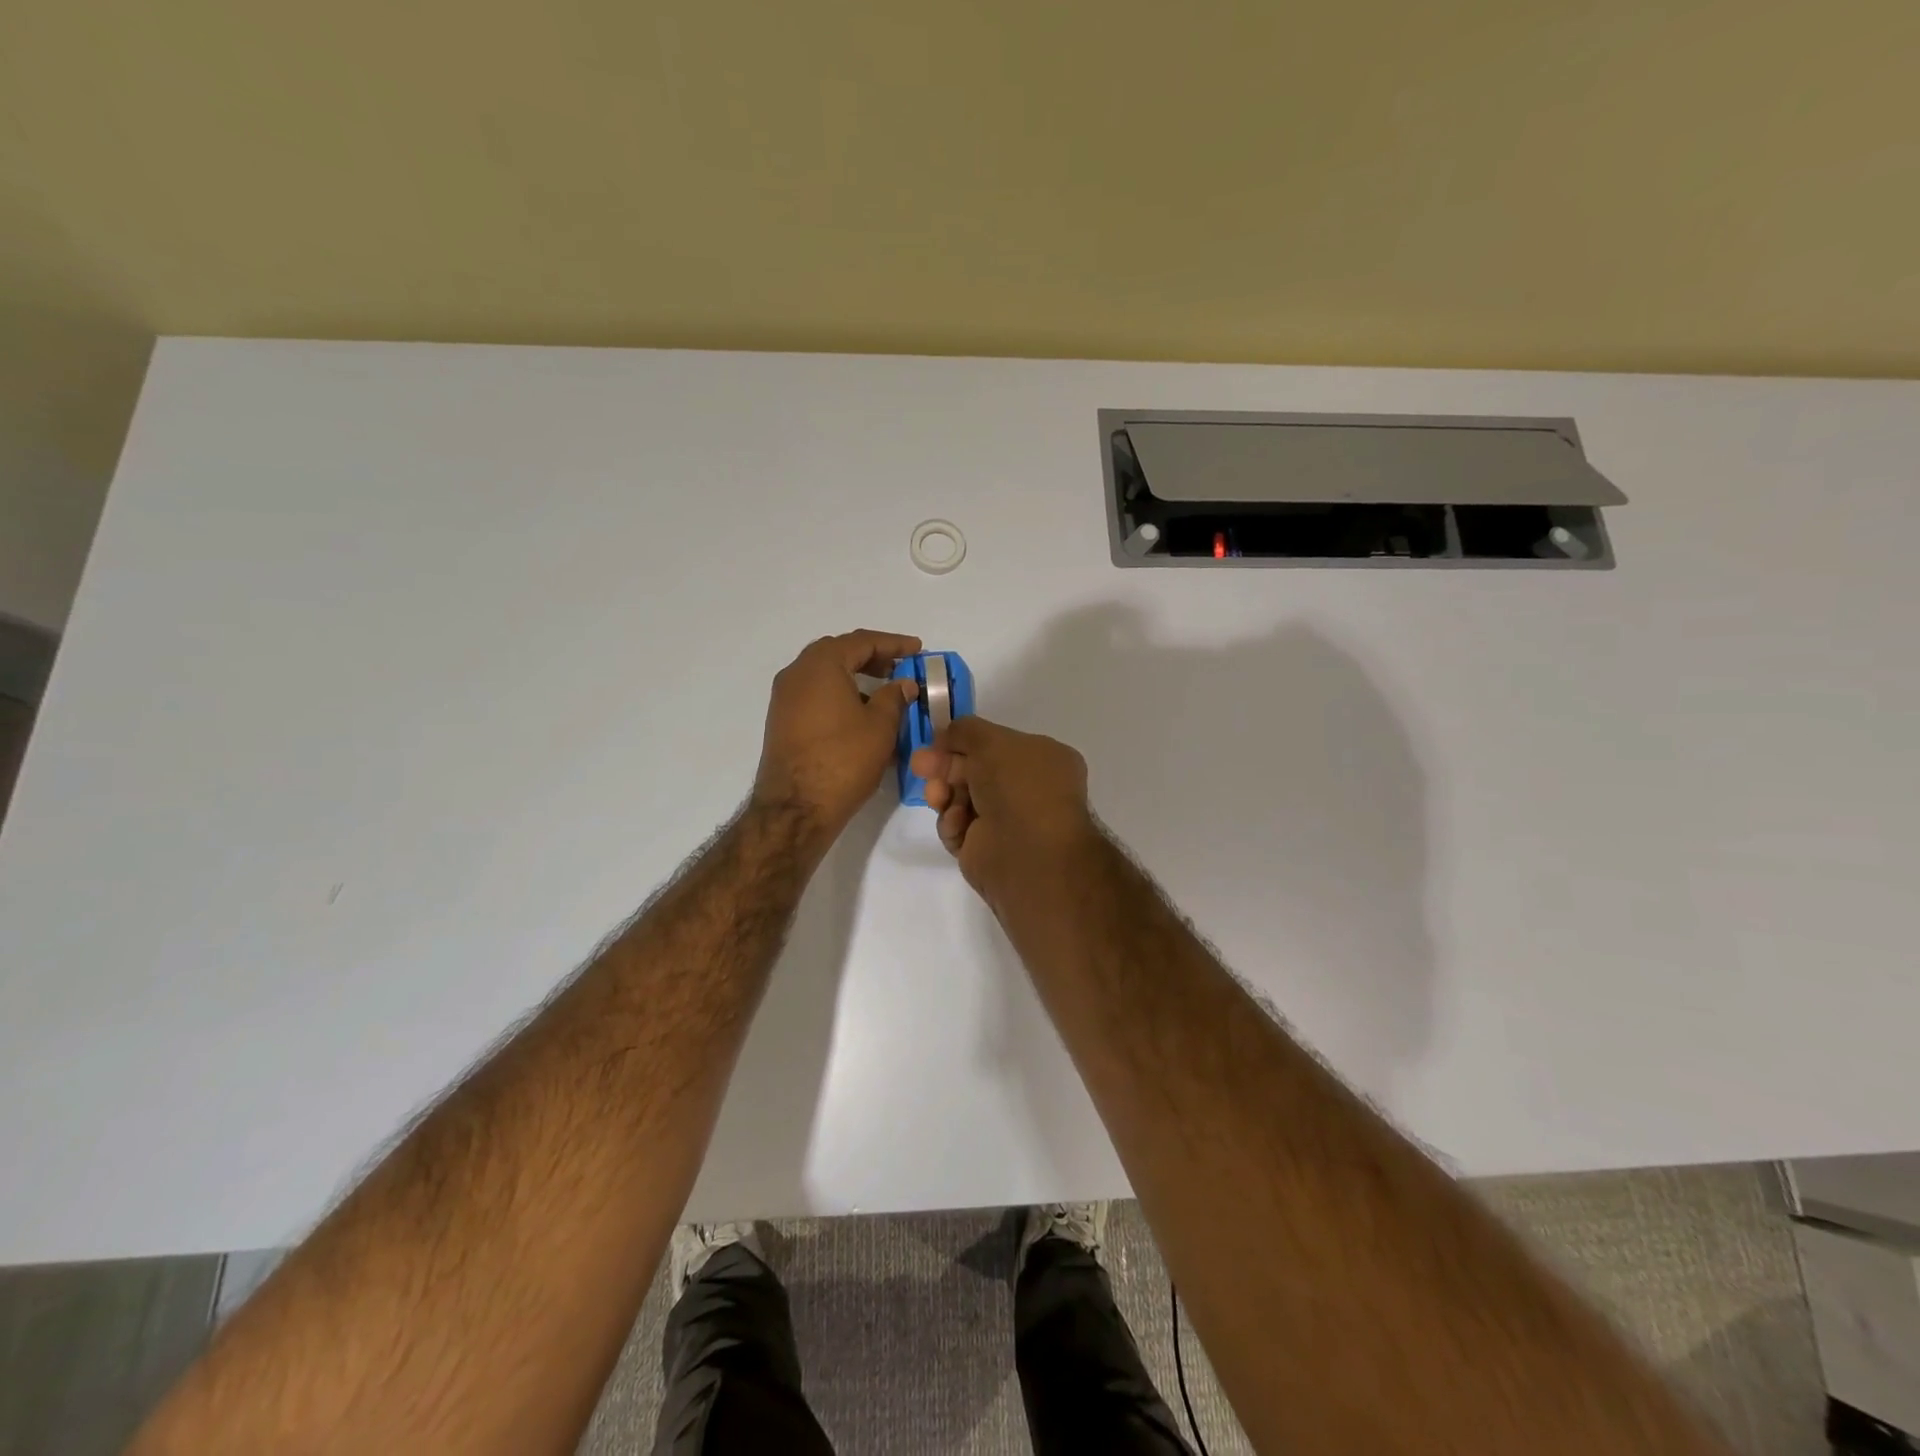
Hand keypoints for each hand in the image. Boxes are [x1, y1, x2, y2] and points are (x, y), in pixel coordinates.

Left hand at [753, 630, 921, 844]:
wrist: (796, 808)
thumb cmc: (844, 759)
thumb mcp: (880, 725)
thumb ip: (894, 697)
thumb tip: (902, 684)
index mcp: (821, 665)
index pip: (861, 641)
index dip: (894, 643)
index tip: (917, 649)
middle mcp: (796, 674)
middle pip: (839, 652)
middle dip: (871, 656)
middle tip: (899, 666)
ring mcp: (784, 698)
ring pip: (824, 675)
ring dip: (854, 677)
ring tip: (884, 692)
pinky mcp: (782, 722)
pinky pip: (815, 695)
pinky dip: (839, 695)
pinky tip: (860, 715)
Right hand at [909, 715, 1097, 902]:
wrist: (1028, 852)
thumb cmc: (1019, 786)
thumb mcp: (991, 740)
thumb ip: (965, 730)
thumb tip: (946, 735)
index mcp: (1043, 760)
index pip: (996, 745)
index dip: (964, 741)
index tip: (936, 741)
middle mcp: (1027, 789)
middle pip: (974, 771)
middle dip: (945, 766)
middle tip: (919, 765)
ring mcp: (1007, 821)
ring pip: (961, 799)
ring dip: (944, 794)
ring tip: (936, 797)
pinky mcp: (986, 849)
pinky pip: (958, 828)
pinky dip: (952, 823)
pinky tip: (956, 823)